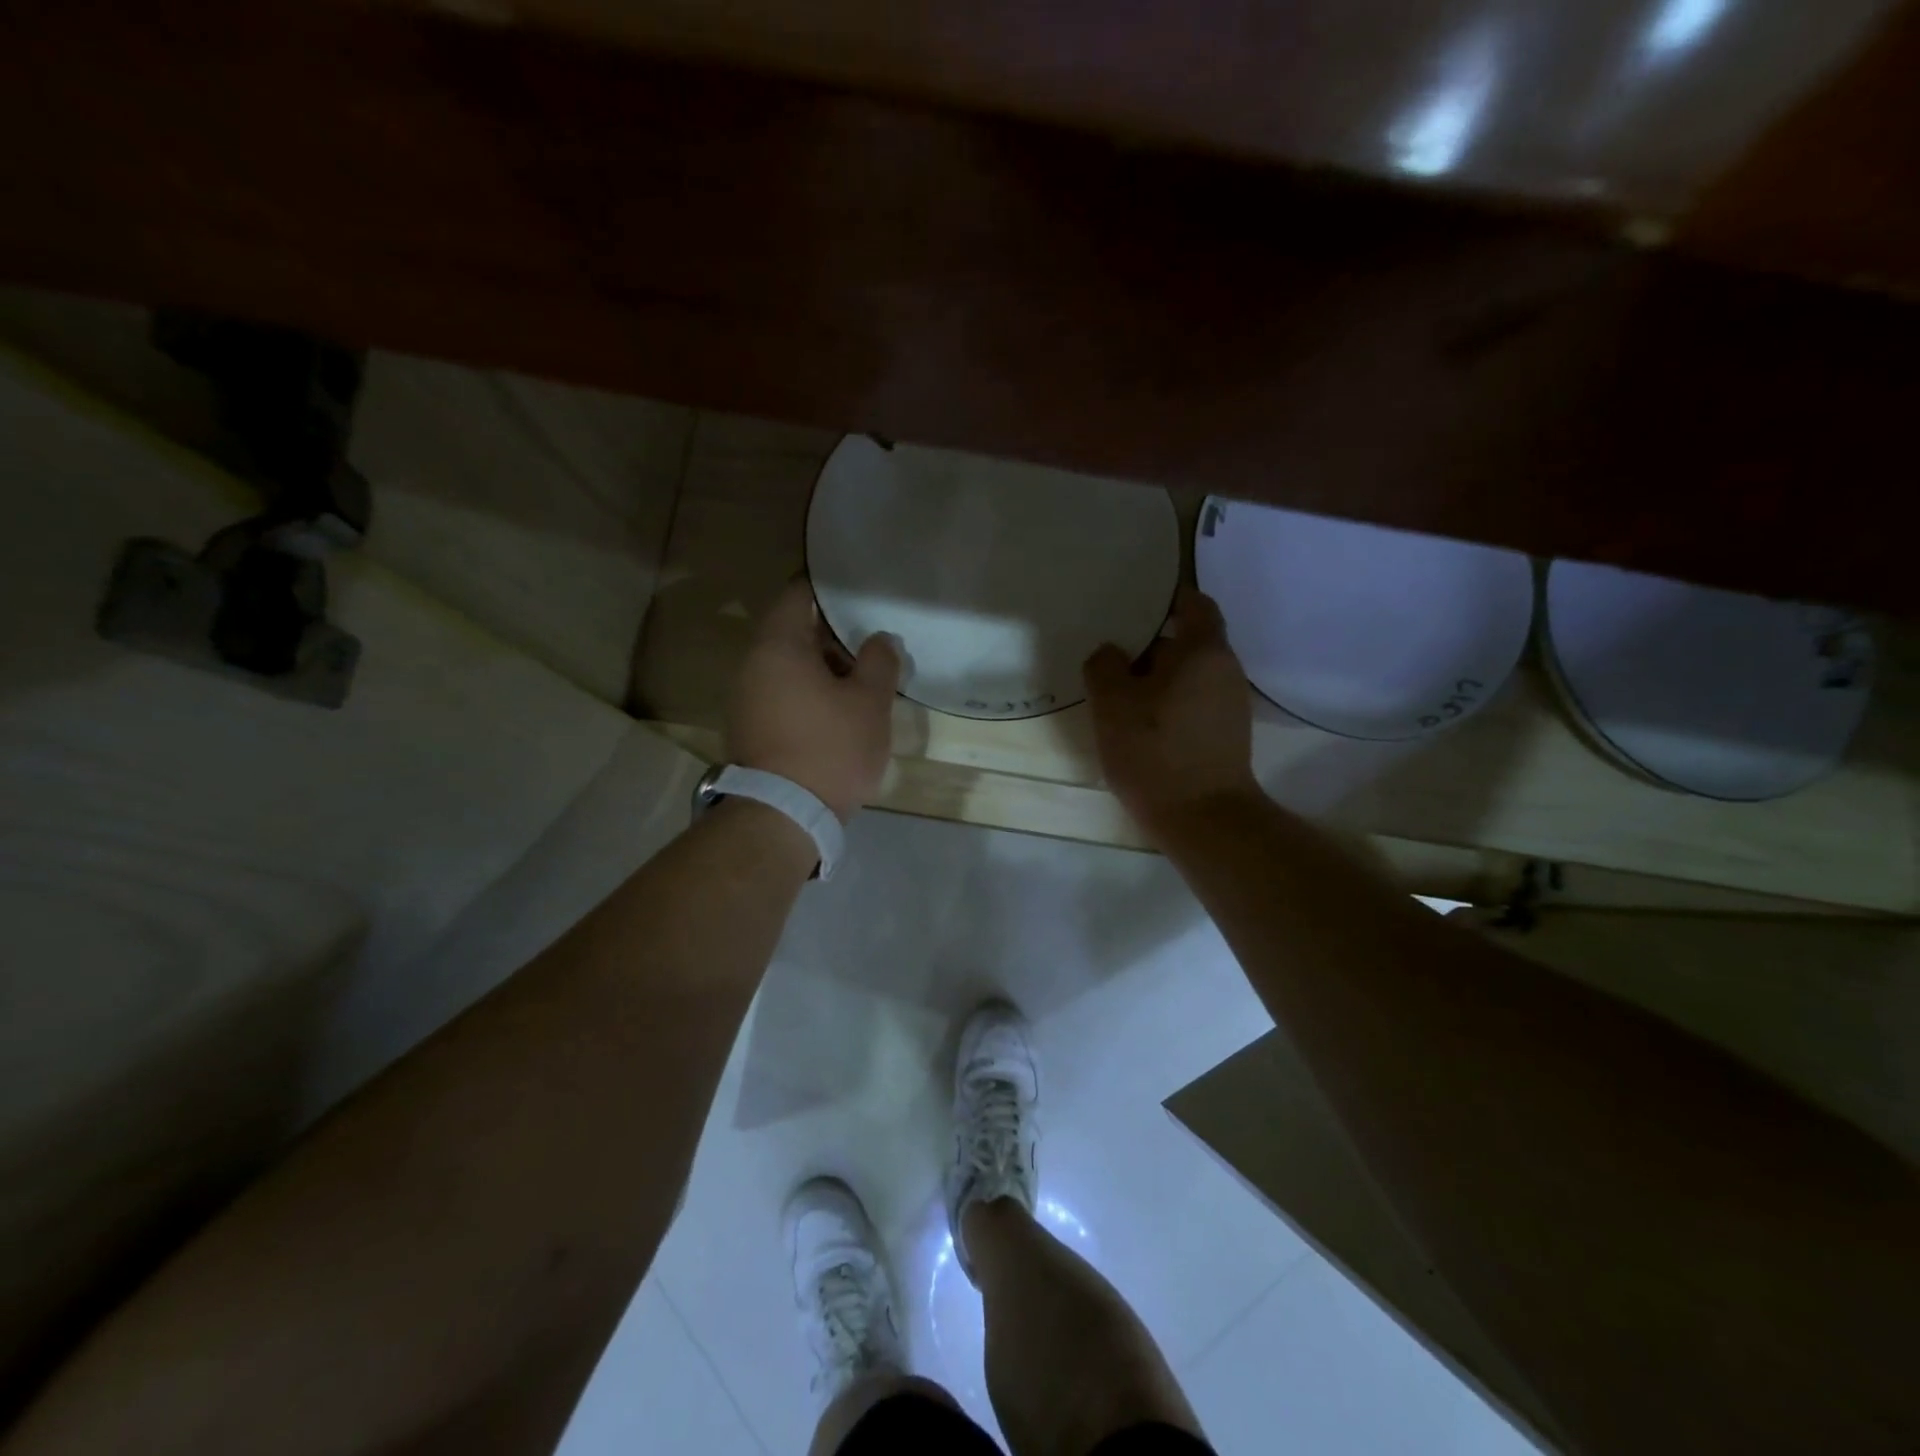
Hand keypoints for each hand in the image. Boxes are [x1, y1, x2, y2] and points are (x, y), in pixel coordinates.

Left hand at [727, 579, 900, 822]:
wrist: (783, 815)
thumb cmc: (830, 748)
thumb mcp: (869, 703)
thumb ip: (879, 661)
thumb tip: (880, 639)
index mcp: (778, 646)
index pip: (798, 595)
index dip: (828, 589)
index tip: (857, 592)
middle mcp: (752, 665)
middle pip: (793, 632)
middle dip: (832, 635)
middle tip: (870, 643)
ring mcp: (745, 698)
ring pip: (788, 667)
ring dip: (823, 668)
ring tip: (861, 680)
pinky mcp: (750, 728)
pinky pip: (781, 694)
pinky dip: (808, 692)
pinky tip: (838, 711)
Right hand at [1084, 586, 1260, 834]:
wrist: (1202, 819)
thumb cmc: (1155, 750)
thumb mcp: (1112, 703)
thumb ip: (1104, 666)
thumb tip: (1111, 653)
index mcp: (1203, 650)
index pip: (1194, 604)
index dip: (1168, 598)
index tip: (1136, 603)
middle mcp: (1226, 670)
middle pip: (1189, 641)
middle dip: (1151, 644)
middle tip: (1112, 653)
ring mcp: (1230, 704)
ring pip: (1188, 675)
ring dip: (1157, 678)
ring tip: (1119, 691)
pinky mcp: (1225, 735)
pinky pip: (1193, 701)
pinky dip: (1168, 702)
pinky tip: (1140, 723)